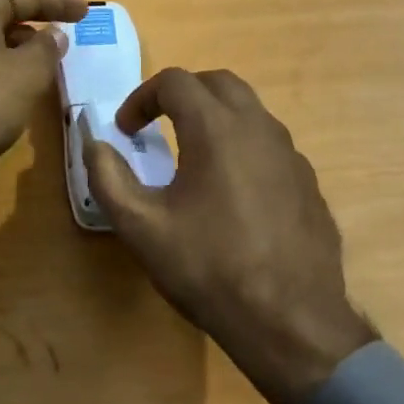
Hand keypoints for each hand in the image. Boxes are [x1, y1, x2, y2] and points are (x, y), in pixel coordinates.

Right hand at [82, 68, 376, 403]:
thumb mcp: (141, 227)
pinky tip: (232, 192)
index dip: (141, 97)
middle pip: (219, 82)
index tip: (125, 130)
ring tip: (193, 156)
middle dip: (182, 94)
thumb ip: (108, 177)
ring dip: (215, 118)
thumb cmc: (208, 268)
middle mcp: (259, 128)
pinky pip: (270, 145)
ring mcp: (291, 154)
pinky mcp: (308, 182)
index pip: (175, 81)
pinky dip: (243, 147)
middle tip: (157, 125)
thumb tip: (95, 145)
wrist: (290, 321)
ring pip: (250, 111)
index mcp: (216, 128)